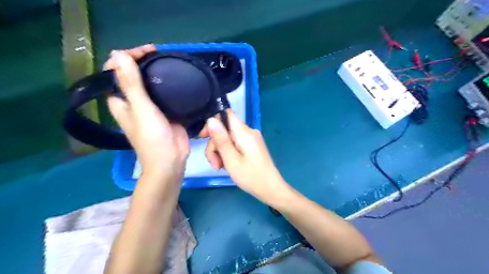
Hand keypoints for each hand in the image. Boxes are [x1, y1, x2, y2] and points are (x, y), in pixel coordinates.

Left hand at [104, 45, 189, 183]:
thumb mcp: (141, 109)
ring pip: (150, 83)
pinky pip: (164, 92)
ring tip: (169, 62)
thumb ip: (131, 84)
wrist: (171, 159)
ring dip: (156, 71)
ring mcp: (150, 106)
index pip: (116, 71)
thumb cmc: (152, 137)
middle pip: (133, 75)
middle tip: (159, 55)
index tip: (146, 52)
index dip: (126, 58)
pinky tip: (177, 78)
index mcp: (120, 100)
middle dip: (143, 62)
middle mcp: (133, 101)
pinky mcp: (165, 111)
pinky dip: (168, 83)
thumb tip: (119, 54)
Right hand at [203, 109, 287, 203]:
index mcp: (244, 132)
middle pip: (225, 129)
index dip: (212, 122)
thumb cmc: (251, 176)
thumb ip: (221, 139)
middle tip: (215, 164)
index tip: (203, 137)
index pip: (226, 114)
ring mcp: (251, 139)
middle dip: (215, 145)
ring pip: (228, 138)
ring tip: (220, 167)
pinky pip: (235, 144)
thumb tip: (211, 119)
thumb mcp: (231, 160)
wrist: (271, 189)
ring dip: (220, 151)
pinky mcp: (252, 146)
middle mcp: (248, 131)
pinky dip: (228, 153)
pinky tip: (228, 165)